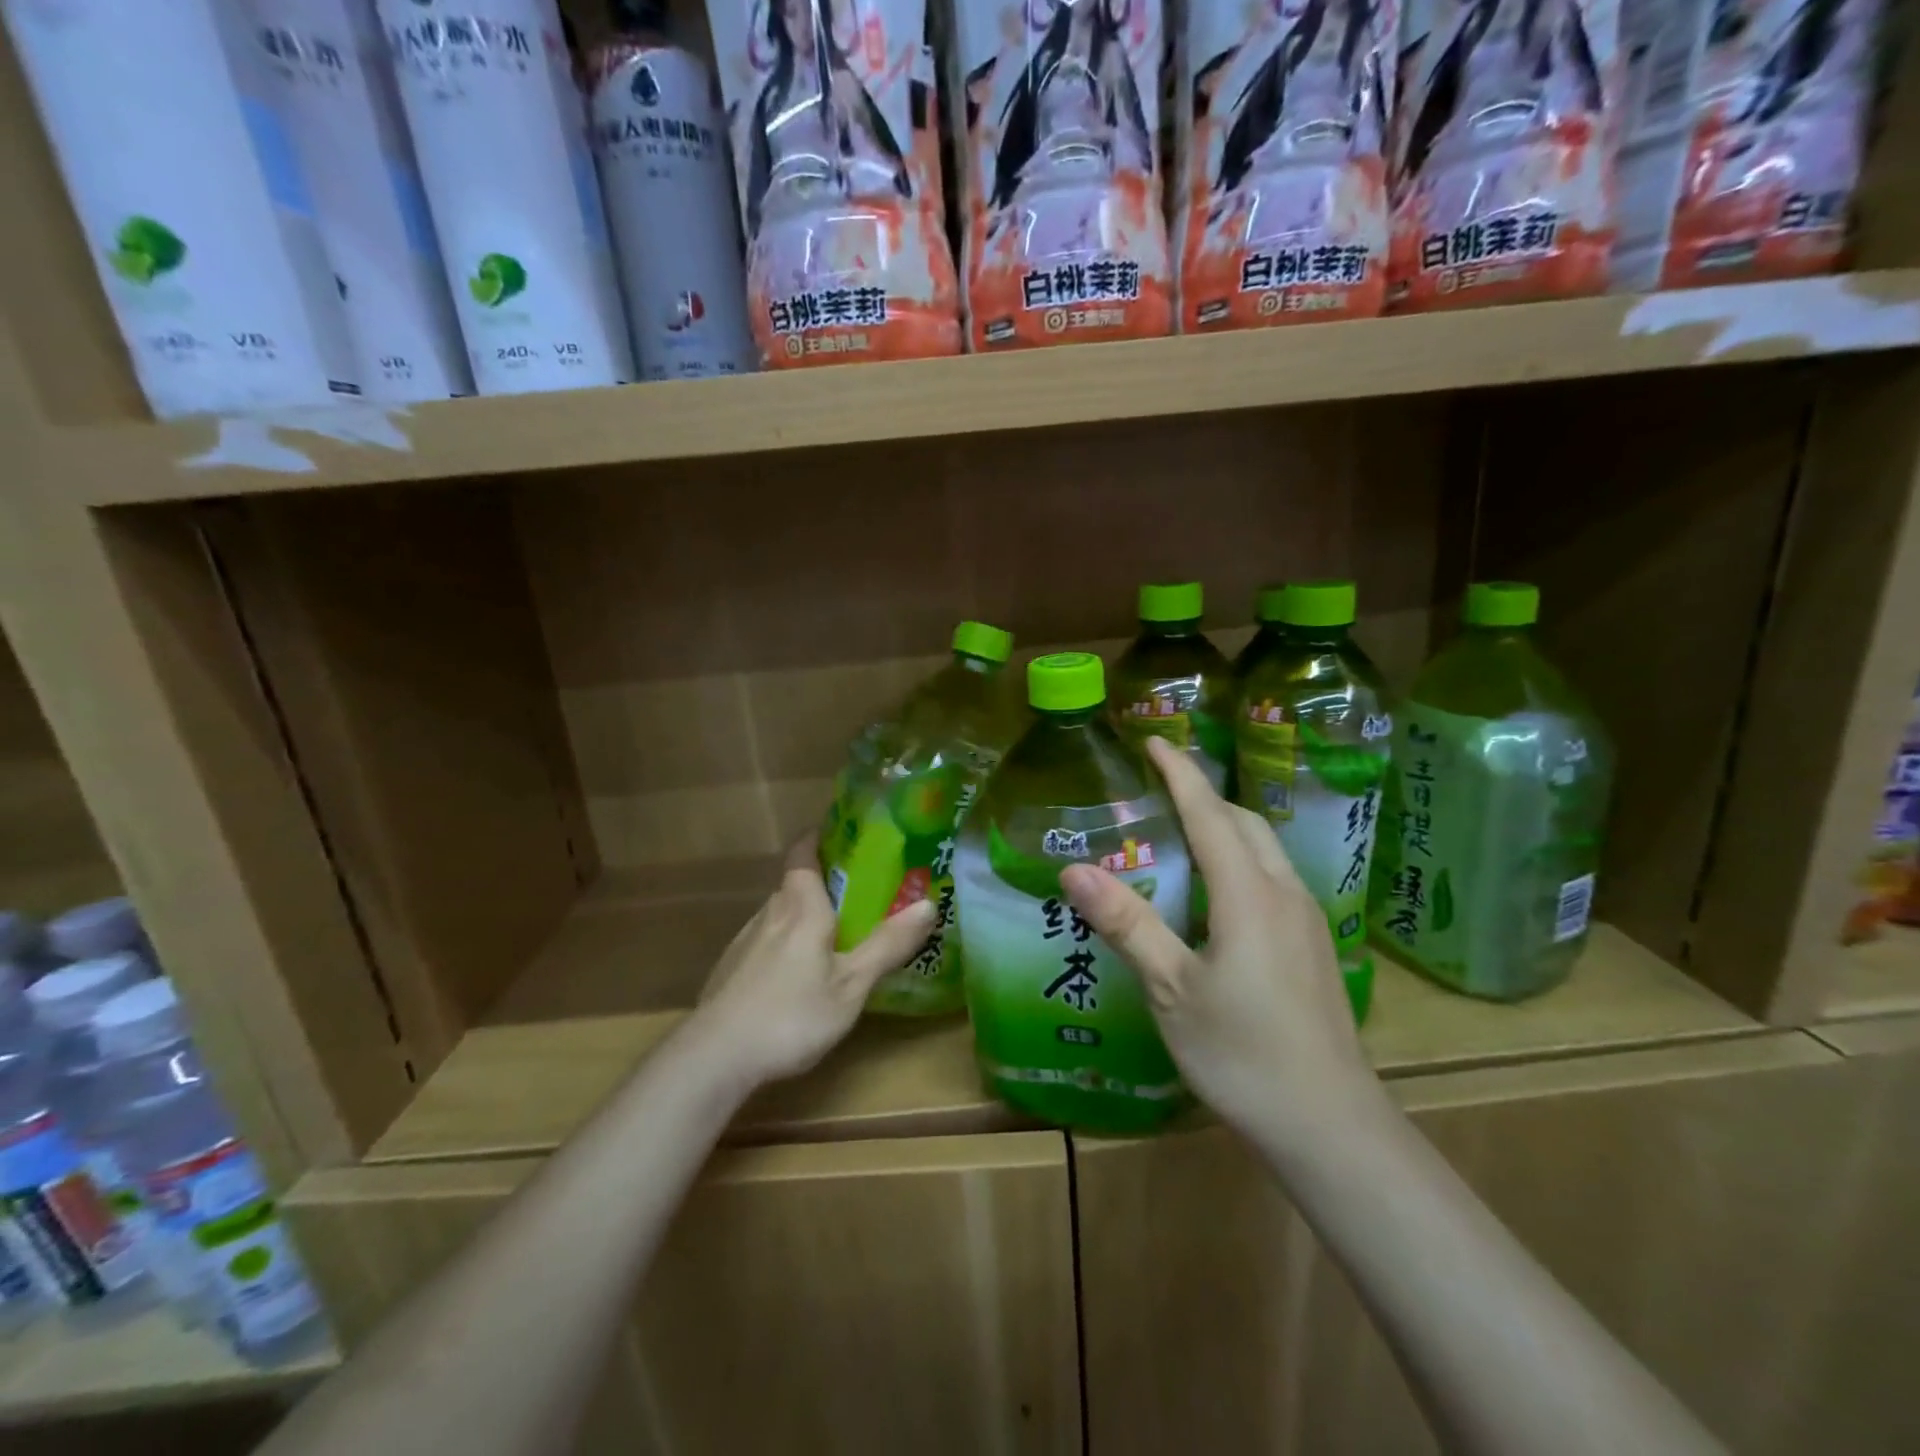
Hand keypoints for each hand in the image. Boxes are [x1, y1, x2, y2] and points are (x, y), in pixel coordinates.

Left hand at [690, 837, 937, 1086]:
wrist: (714, 1057)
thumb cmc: (791, 1014)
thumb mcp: (851, 985)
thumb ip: (888, 944)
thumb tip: (929, 903)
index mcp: (800, 907)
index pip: (802, 853)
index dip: (818, 837)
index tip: (842, 834)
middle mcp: (770, 913)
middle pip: (794, 885)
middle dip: (823, 883)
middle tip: (858, 894)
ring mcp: (745, 941)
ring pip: (780, 915)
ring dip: (804, 916)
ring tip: (833, 935)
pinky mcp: (731, 970)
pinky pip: (766, 942)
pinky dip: (785, 944)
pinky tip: (797, 976)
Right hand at [1060, 737, 1379, 1144]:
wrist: (1330, 1125)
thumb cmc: (1242, 1053)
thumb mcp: (1171, 989)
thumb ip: (1127, 924)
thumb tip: (1074, 869)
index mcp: (1248, 894)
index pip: (1209, 814)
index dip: (1180, 774)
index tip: (1155, 740)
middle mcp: (1283, 893)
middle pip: (1244, 823)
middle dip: (1204, 796)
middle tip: (1159, 791)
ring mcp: (1306, 920)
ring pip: (1264, 851)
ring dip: (1225, 828)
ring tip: (1181, 835)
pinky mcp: (1313, 947)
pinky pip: (1272, 879)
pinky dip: (1239, 861)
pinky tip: (1216, 896)